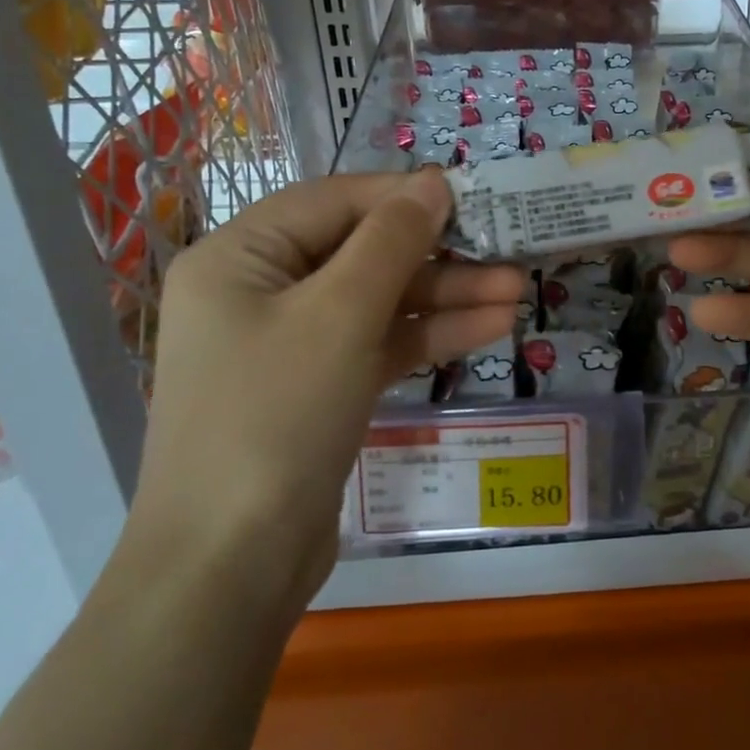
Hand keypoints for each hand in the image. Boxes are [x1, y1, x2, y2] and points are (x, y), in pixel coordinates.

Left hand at [136, 170, 522, 611]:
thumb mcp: (340, 315)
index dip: (404, 196)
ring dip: (446, 297)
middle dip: (438, 256)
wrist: (231, 567)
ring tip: (518, 292)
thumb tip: (432, 182)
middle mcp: (259, 291)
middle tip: (508, 251)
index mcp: (239, 257)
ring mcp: (291, 344)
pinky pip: (379, 344)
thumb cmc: (275, 416)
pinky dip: (429, 336)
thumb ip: (391, 241)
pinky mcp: (320, 388)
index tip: (472, 196)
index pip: (333, 202)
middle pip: (361, 252)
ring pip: (378, 301)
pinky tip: (490, 328)